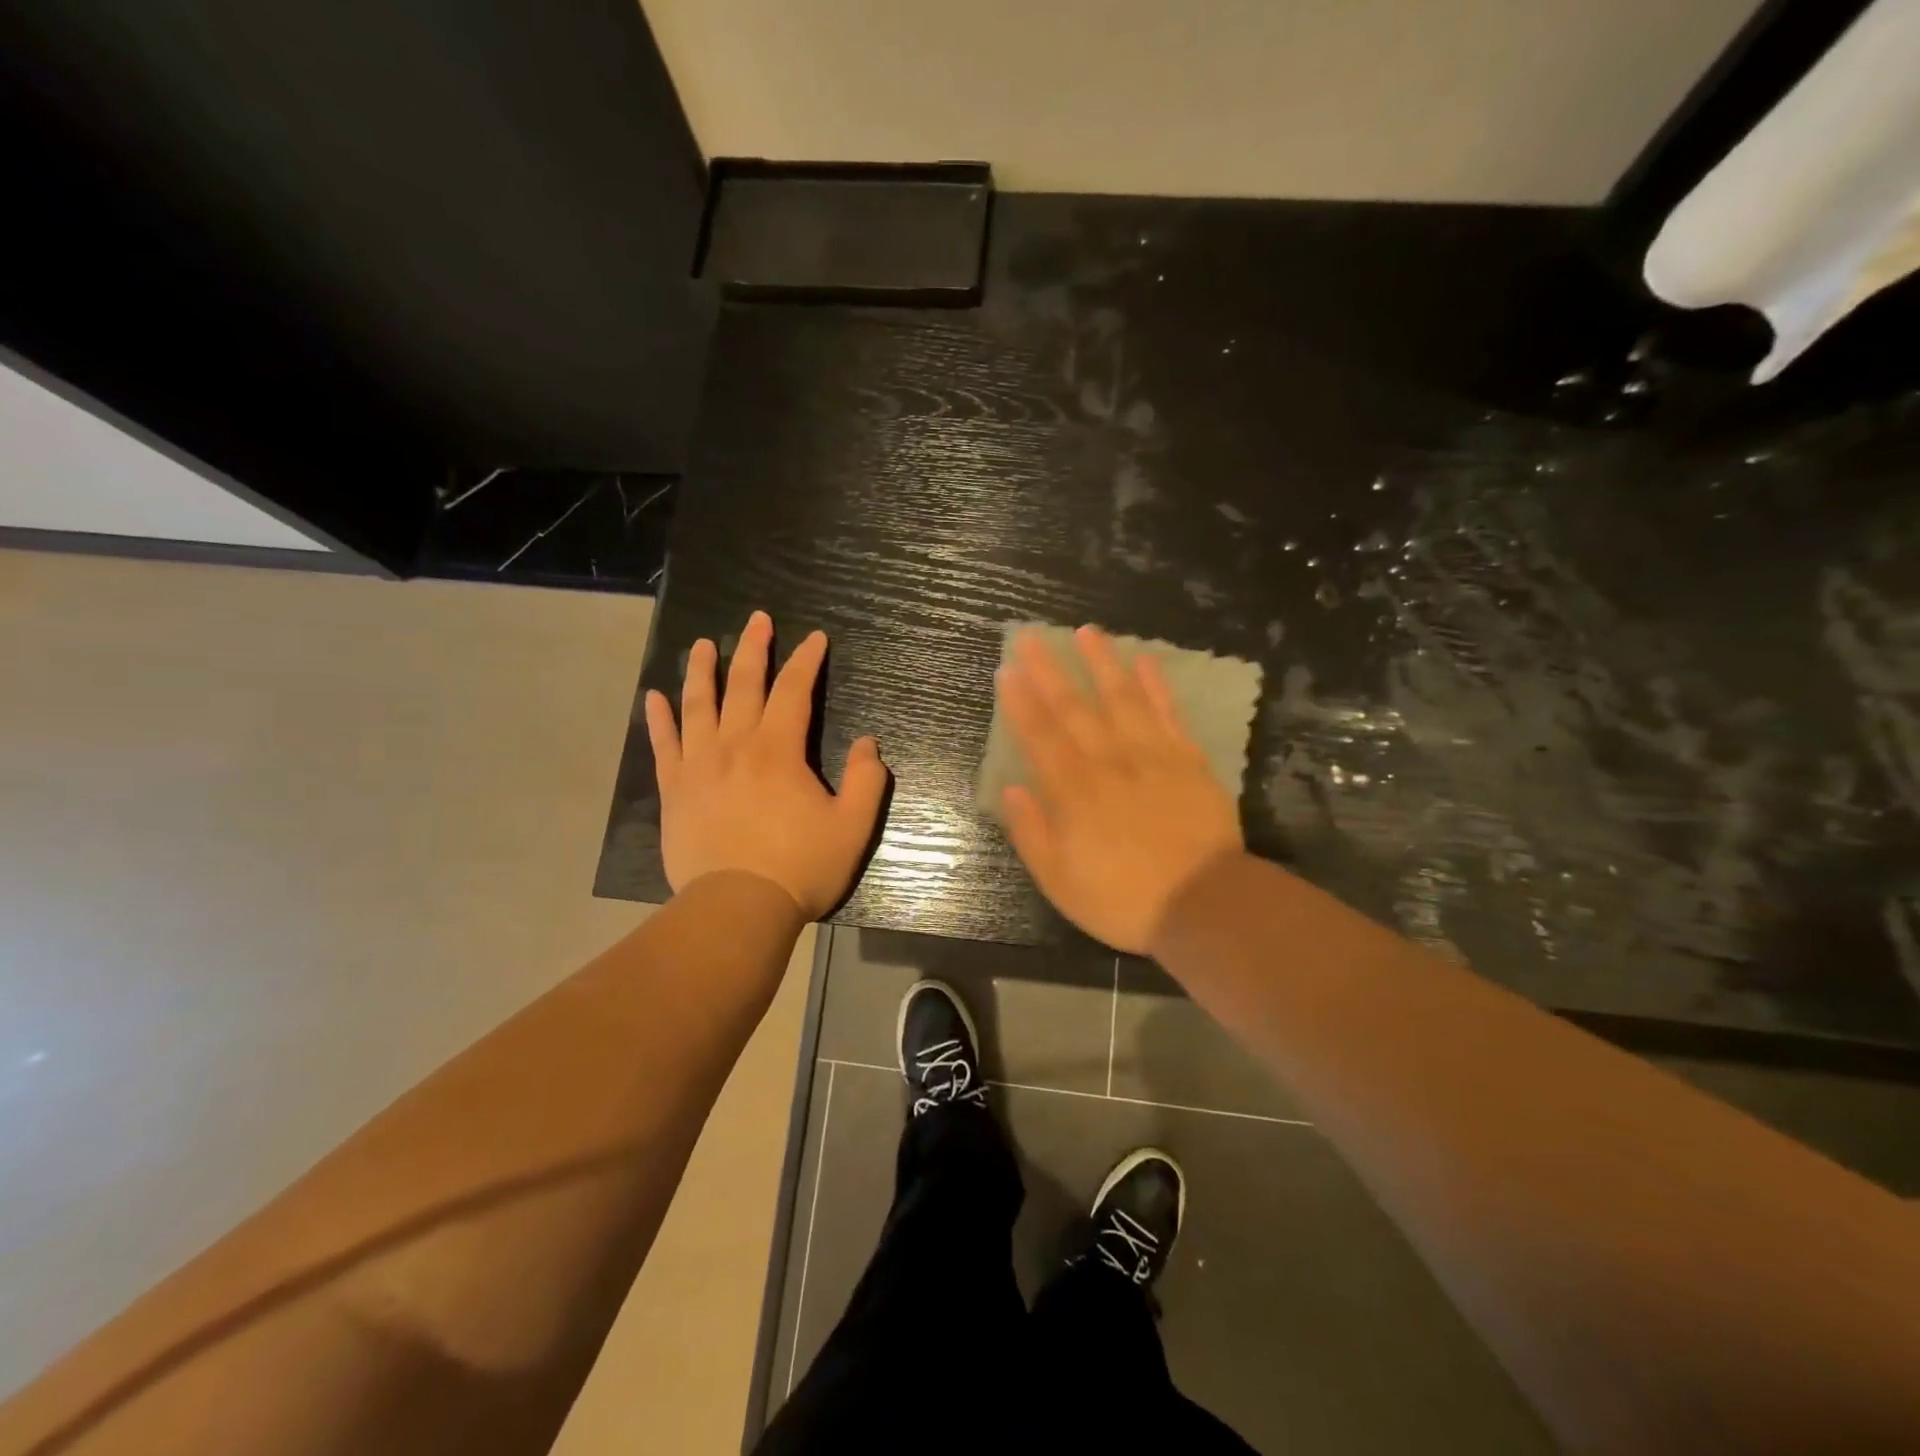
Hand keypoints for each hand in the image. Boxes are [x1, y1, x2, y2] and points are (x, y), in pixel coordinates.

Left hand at [645, 611, 888, 918]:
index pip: (794, 690)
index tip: (816, 638)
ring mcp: (699, 766)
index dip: (806, 660)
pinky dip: (658, 719)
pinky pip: (663, 745)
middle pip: (744, 685)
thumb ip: (867, 780)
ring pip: (698, 705)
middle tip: (758, 619)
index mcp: (779, 749)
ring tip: (702, 644)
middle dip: (754, 648)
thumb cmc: (800, 866)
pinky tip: (654, 697)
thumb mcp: (853, 826)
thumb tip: (869, 743)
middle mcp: (735, 745)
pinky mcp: (675, 791)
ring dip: (701, 670)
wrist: (737, 908)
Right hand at [997, 625, 1243, 953]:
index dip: (1020, 702)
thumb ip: (1032, 832)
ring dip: (1102, 663)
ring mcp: (1152, 755)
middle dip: (1049, 670)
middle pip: (1074, 708)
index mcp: (1073, 792)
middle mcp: (1108, 762)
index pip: (1039, 736)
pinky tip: (1146, 659)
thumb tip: (1012, 788)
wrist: (1203, 903)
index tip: (1006, 669)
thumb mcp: (1060, 881)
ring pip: (1122, 698)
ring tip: (1087, 632)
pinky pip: (1169, 713)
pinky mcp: (1188, 759)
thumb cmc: (1123, 899)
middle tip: (1031, 636)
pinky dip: (1157, 685)